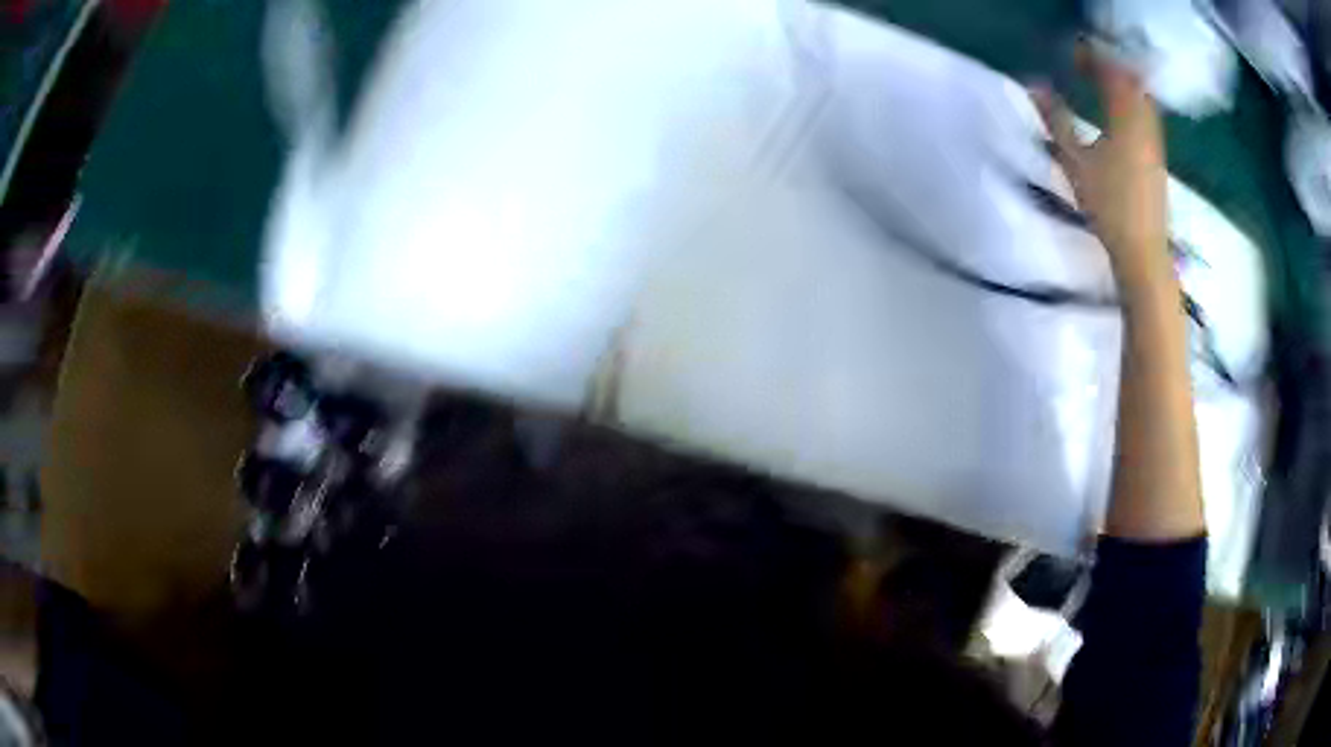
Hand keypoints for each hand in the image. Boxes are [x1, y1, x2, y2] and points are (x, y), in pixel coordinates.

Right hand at [1030, 47, 1171, 298]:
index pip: (1110, 70)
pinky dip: (1132, 106)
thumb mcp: (1075, 162)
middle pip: (1132, 79)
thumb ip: (1056, 120)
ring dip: (1123, 86)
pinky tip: (1120, 118)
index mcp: (1125, 117)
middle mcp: (1145, 122)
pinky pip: (1147, 117)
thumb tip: (1035, 86)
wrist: (1144, 251)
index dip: (1092, 57)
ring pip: (1142, 98)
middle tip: (1088, 69)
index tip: (1073, 57)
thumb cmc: (1109, 206)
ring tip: (1102, 88)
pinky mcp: (1158, 158)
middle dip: (1110, 67)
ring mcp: (1155, 141)